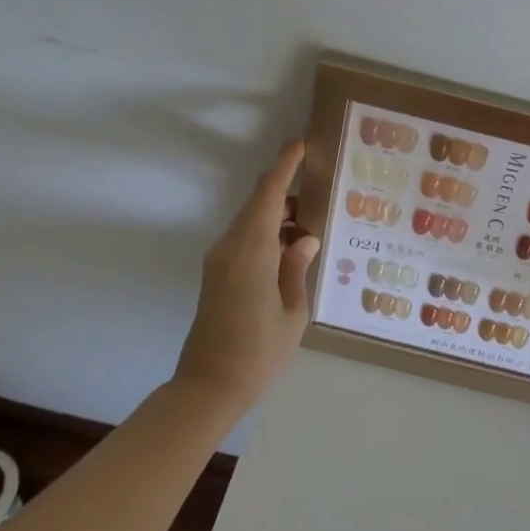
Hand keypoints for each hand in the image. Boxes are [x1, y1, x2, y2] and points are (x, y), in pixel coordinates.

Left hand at [175, 139, 320, 410]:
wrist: (208, 388)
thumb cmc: (258, 352)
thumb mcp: (293, 311)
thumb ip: (298, 267)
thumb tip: (306, 238)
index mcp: (252, 250)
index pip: (268, 194)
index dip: (284, 165)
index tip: (301, 142)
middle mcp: (230, 247)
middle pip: (258, 203)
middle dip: (286, 188)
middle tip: (321, 185)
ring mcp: (219, 260)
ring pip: (251, 220)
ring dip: (279, 214)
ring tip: (315, 220)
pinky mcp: (217, 274)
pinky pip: (245, 239)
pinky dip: (269, 232)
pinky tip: (293, 247)